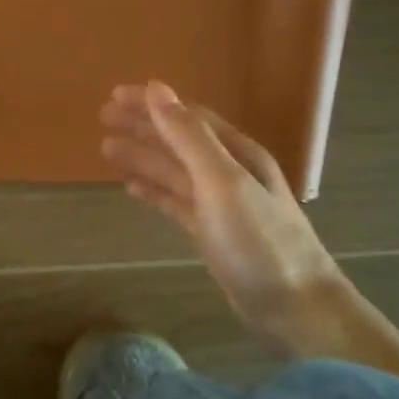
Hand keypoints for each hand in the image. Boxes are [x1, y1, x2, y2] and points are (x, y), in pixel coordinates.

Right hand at [100, 81, 340, 348]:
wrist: (295, 308)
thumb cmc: (259, 242)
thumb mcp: (222, 181)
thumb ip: (189, 136)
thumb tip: (158, 89)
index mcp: (236, 153)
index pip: (187, 116)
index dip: (151, 104)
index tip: (115, 95)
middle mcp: (228, 172)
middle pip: (178, 140)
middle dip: (142, 126)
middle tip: (103, 117)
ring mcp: (220, 204)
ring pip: (173, 171)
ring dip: (142, 156)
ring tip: (106, 148)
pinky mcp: (212, 233)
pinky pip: (175, 201)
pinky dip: (153, 190)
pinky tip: (131, 187)